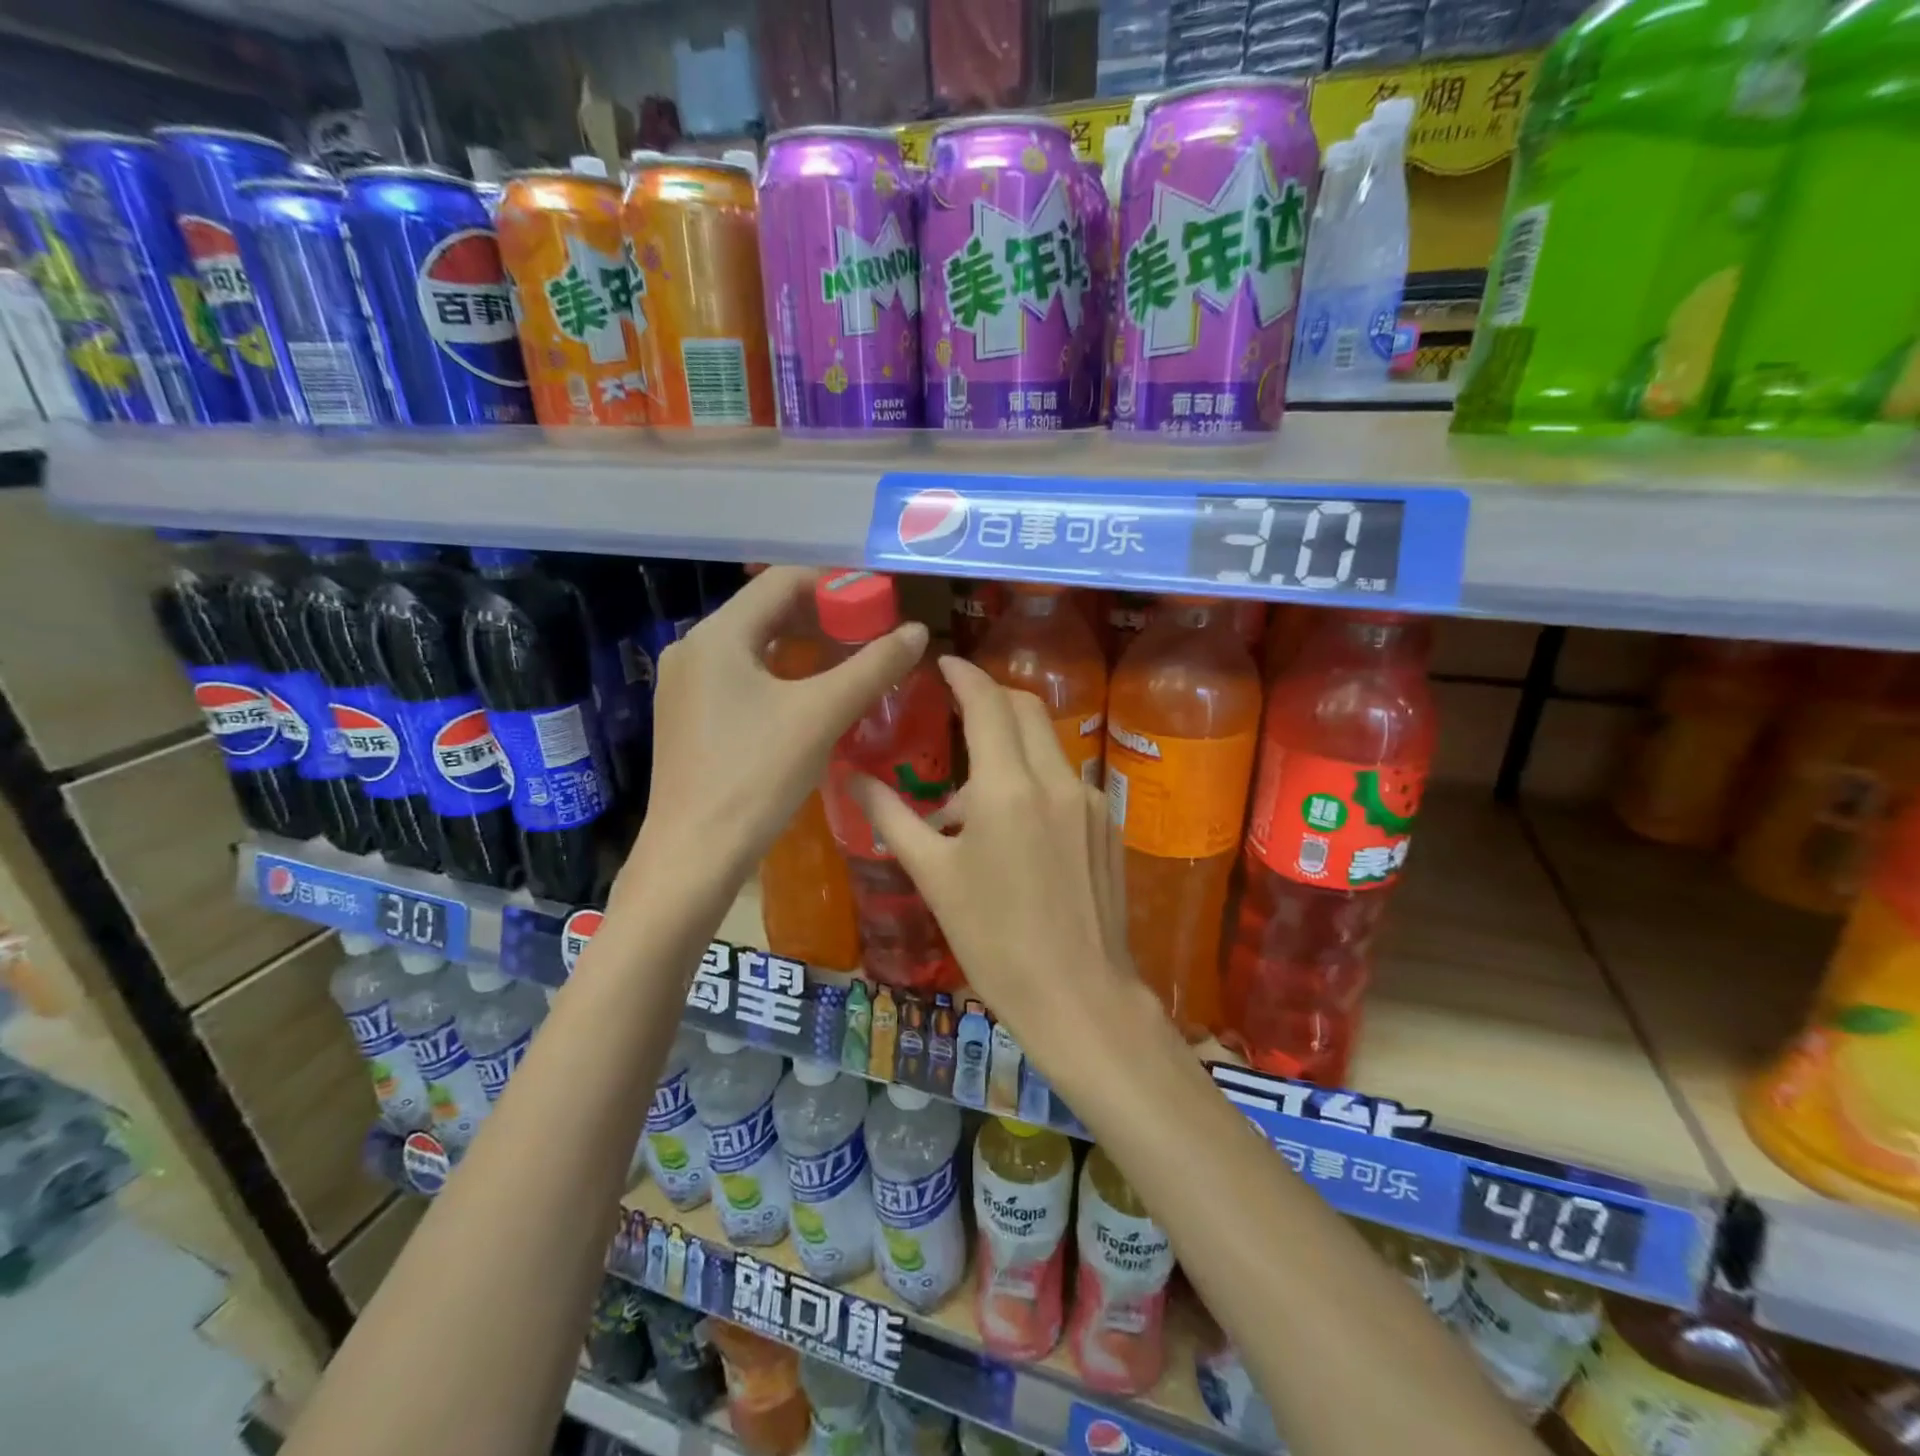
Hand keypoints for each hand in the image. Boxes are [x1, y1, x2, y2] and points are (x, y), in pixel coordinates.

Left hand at [620, 567, 927, 900]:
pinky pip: (741, 677)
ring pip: (755, 646)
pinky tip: (810, 697)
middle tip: (871, 632)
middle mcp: (693, 648)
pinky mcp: (689, 718)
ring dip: (804, 646)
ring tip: (850, 661)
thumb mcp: (822, 715)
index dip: (835, 583)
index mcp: (717, 635)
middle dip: (823, 616)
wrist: (694, 856)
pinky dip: (781, 674)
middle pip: (766, 610)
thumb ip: (873, 667)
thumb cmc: (757, 777)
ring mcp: (685, 686)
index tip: (878, 600)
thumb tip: (917, 631)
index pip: (782, 580)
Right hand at [849, 657, 1159, 1076]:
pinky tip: (1013, 828)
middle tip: (957, 711)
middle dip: (991, 698)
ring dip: (1010, 746)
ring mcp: (1089, 802)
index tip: (943, 664)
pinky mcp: (1106, 826)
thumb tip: (853, 779)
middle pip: (1025, 709)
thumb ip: (892, 818)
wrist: (1079, 995)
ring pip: (1048, 744)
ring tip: (972, 799)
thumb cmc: (994, 940)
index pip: (987, 702)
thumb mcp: (933, 877)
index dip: (964, 675)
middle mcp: (1056, 780)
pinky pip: (1065, 780)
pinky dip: (1035, 779)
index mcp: (1008, 787)